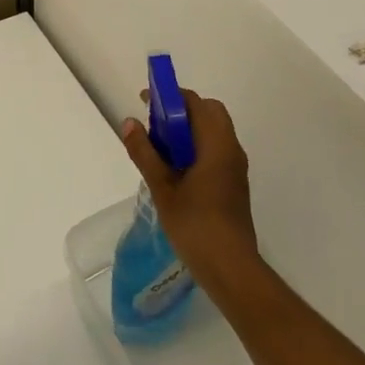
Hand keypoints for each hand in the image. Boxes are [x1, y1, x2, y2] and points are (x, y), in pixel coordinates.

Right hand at [119, 88, 261, 295]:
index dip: (170, 96)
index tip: (145, 101)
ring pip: (213, 132)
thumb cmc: (195, 225)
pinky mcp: (233, 183)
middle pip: (209, 113)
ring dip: (188, 130)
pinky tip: (175, 169)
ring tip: (159, 148)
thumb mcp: (162, 188)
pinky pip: (215, 150)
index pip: (195, 103)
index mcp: (217, 145)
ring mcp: (235, 167)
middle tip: (154, 125)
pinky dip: (195, 146)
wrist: (230, 267)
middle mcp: (231, 149)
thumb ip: (145, 153)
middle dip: (181, 110)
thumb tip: (129, 122)